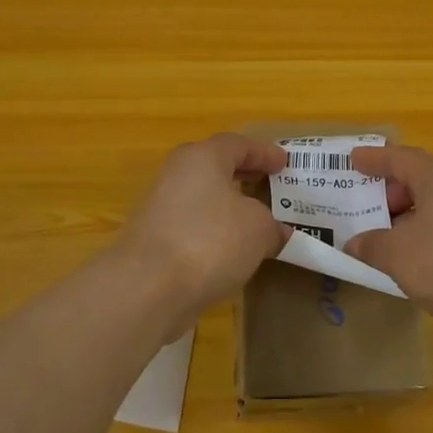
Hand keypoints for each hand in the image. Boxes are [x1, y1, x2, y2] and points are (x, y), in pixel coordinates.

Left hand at [114, 134, 290, 323]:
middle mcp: (177, 173)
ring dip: (227, 205)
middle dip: (243, 175)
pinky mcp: (153, 238)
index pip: (238, 144)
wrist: (147, 287)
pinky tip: (229, 250)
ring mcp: (160, 206)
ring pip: (202, 197)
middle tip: (267, 184)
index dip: (264, 153)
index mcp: (203, 157)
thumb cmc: (211, 241)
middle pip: (215, 167)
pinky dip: (212, 230)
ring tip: (253, 221)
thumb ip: (272, 226)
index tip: (284, 163)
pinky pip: (192, 224)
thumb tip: (276, 232)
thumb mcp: (259, 229)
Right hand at [344, 145, 432, 347]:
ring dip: (410, 217)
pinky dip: (427, 236)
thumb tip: (355, 244)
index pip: (401, 158)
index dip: (374, 159)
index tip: (353, 159)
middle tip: (367, 209)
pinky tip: (412, 258)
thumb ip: (370, 244)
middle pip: (421, 179)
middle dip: (392, 192)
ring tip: (385, 236)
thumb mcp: (394, 252)